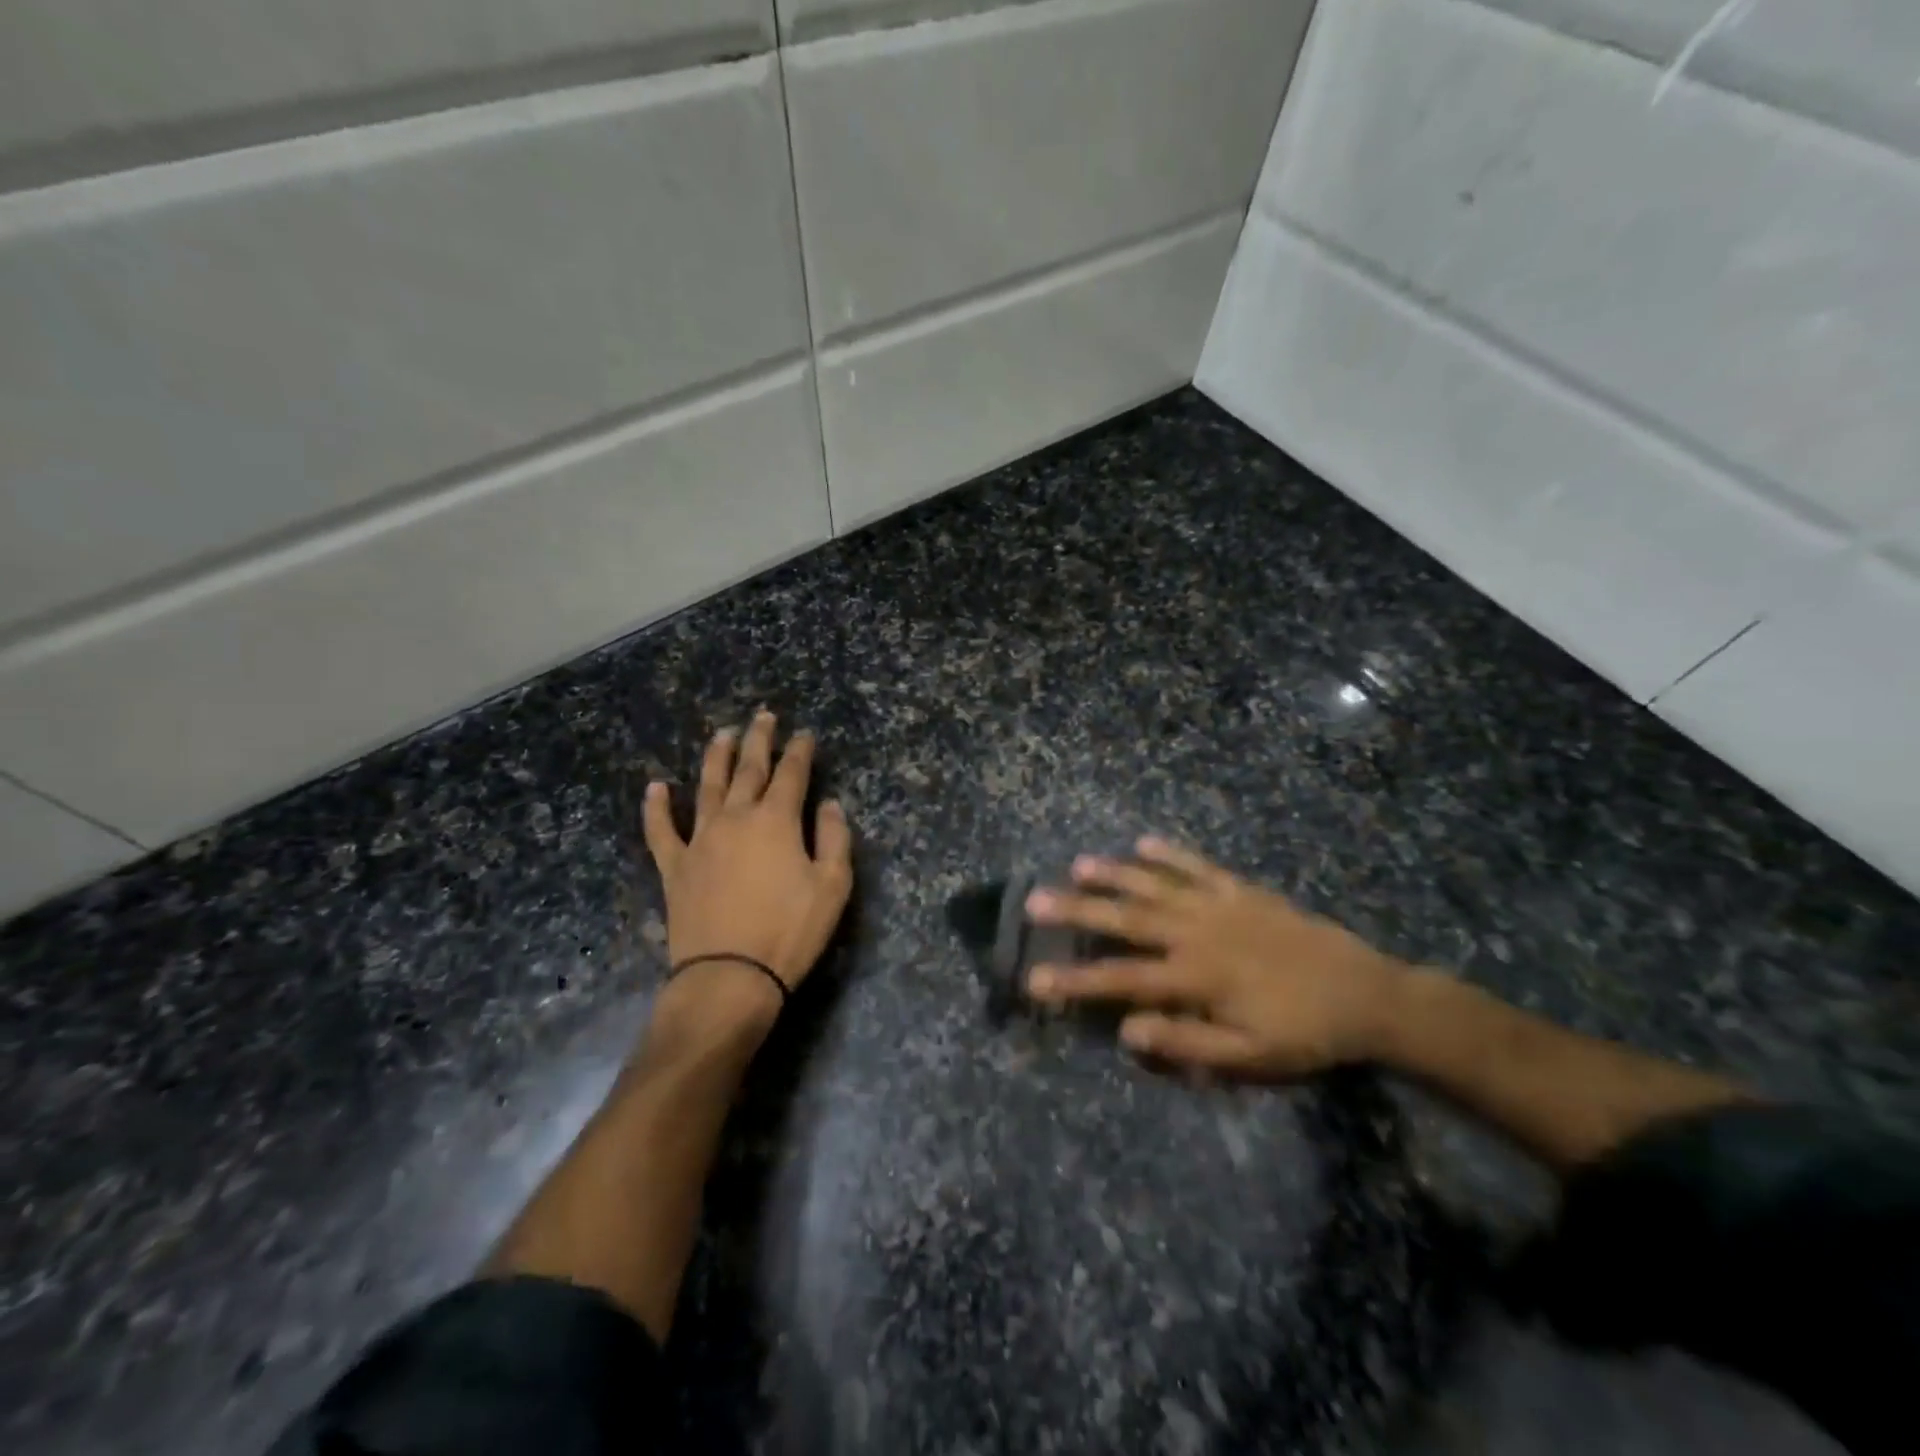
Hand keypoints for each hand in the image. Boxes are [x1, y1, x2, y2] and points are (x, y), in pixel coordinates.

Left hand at [643, 711, 853, 1038]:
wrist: (730, 976)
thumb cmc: (789, 931)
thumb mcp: (832, 887)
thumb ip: (834, 839)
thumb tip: (829, 804)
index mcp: (776, 820)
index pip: (791, 774)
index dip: (799, 751)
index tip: (804, 734)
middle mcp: (736, 818)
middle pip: (748, 769)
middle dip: (758, 740)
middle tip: (762, 717)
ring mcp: (700, 840)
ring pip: (706, 787)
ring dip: (715, 758)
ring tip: (721, 734)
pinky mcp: (675, 866)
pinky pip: (661, 830)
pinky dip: (657, 807)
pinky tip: (656, 787)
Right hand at [1024, 838, 1407, 1077]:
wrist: (1367, 995)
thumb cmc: (1304, 1033)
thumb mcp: (1250, 1057)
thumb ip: (1187, 1044)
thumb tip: (1127, 1032)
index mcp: (1196, 977)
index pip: (1123, 979)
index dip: (1076, 980)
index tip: (1035, 978)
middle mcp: (1197, 933)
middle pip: (1127, 920)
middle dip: (1077, 911)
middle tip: (1035, 900)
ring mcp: (1219, 905)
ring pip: (1155, 884)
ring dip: (1114, 874)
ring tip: (1077, 865)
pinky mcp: (1242, 890)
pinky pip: (1198, 866)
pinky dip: (1170, 853)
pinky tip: (1143, 841)